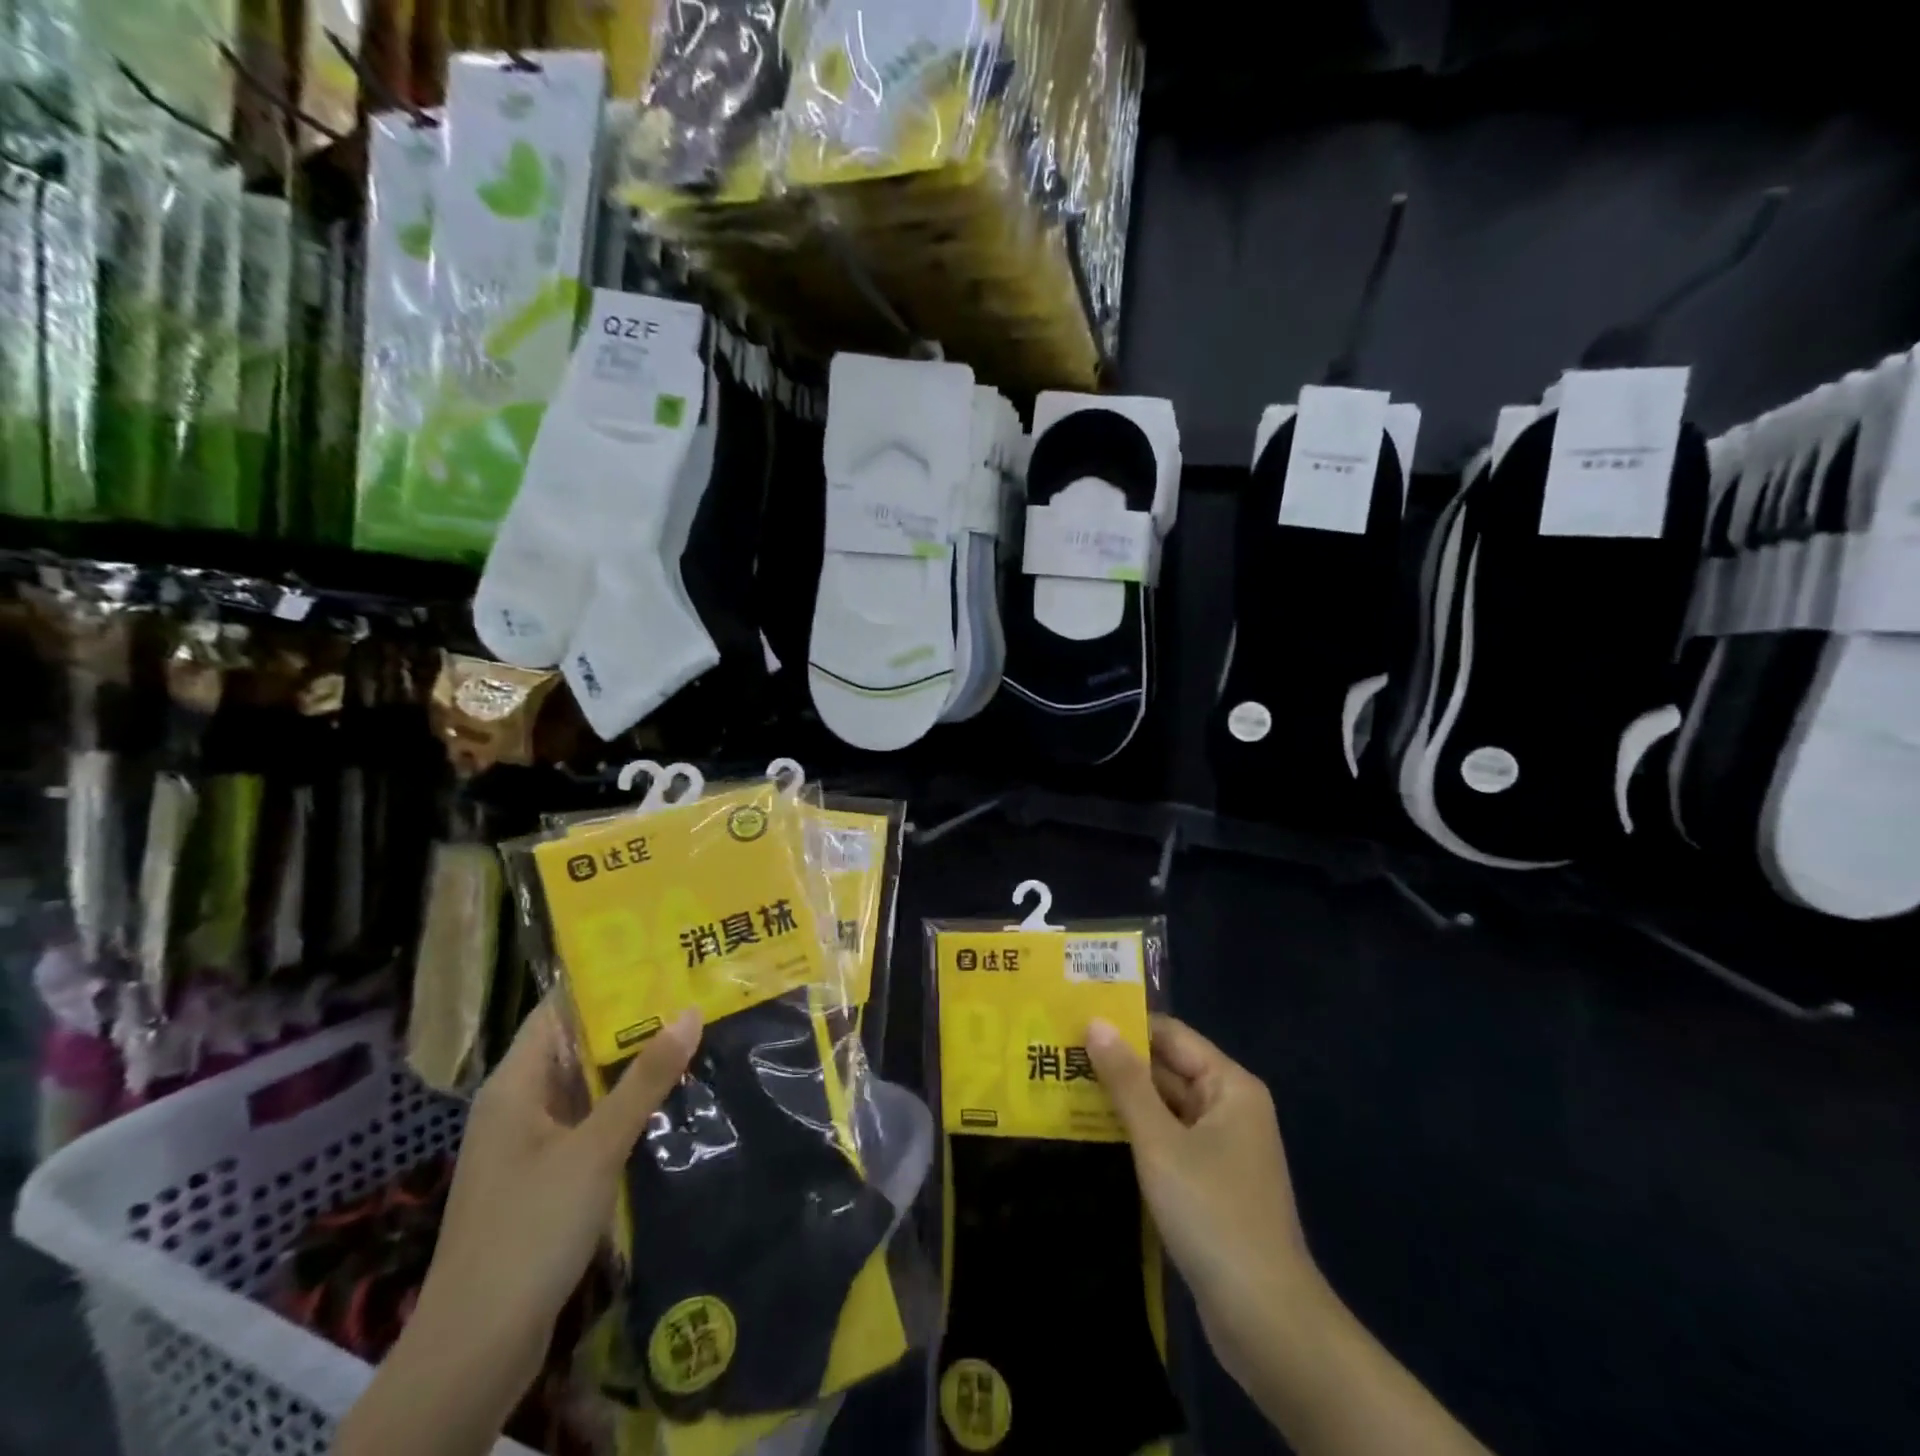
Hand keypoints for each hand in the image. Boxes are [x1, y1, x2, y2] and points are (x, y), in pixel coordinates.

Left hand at [412, 1001, 701, 1389]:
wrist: (476, 1349)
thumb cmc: (529, 1231)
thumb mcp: (596, 1147)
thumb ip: (644, 1080)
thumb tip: (690, 1010)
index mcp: (515, 1083)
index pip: (559, 1008)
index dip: (604, 978)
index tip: (659, 955)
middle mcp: (519, 1104)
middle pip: (577, 1044)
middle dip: (631, 1020)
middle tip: (691, 989)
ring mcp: (531, 1144)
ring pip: (587, 1085)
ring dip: (632, 1065)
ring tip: (693, 1031)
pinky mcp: (546, 1178)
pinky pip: (590, 1122)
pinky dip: (625, 1105)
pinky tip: (671, 1098)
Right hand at [1086, 1015, 1318, 1375]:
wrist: (1266, 1320)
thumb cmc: (1213, 1214)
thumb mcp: (1160, 1142)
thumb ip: (1127, 1081)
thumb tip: (1096, 1023)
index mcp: (1229, 1086)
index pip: (1171, 1035)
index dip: (1126, 1025)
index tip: (1075, 1019)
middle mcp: (1229, 1107)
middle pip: (1167, 1069)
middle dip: (1118, 1063)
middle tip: (1058, 1051)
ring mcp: (1221, 1148)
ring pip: (1163, 1107)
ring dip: (1121, 1099)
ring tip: (1063, 1084)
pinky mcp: (1209, 1183)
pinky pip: (1167, 1141)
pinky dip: (1135, 1134)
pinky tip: (1091, 1132)